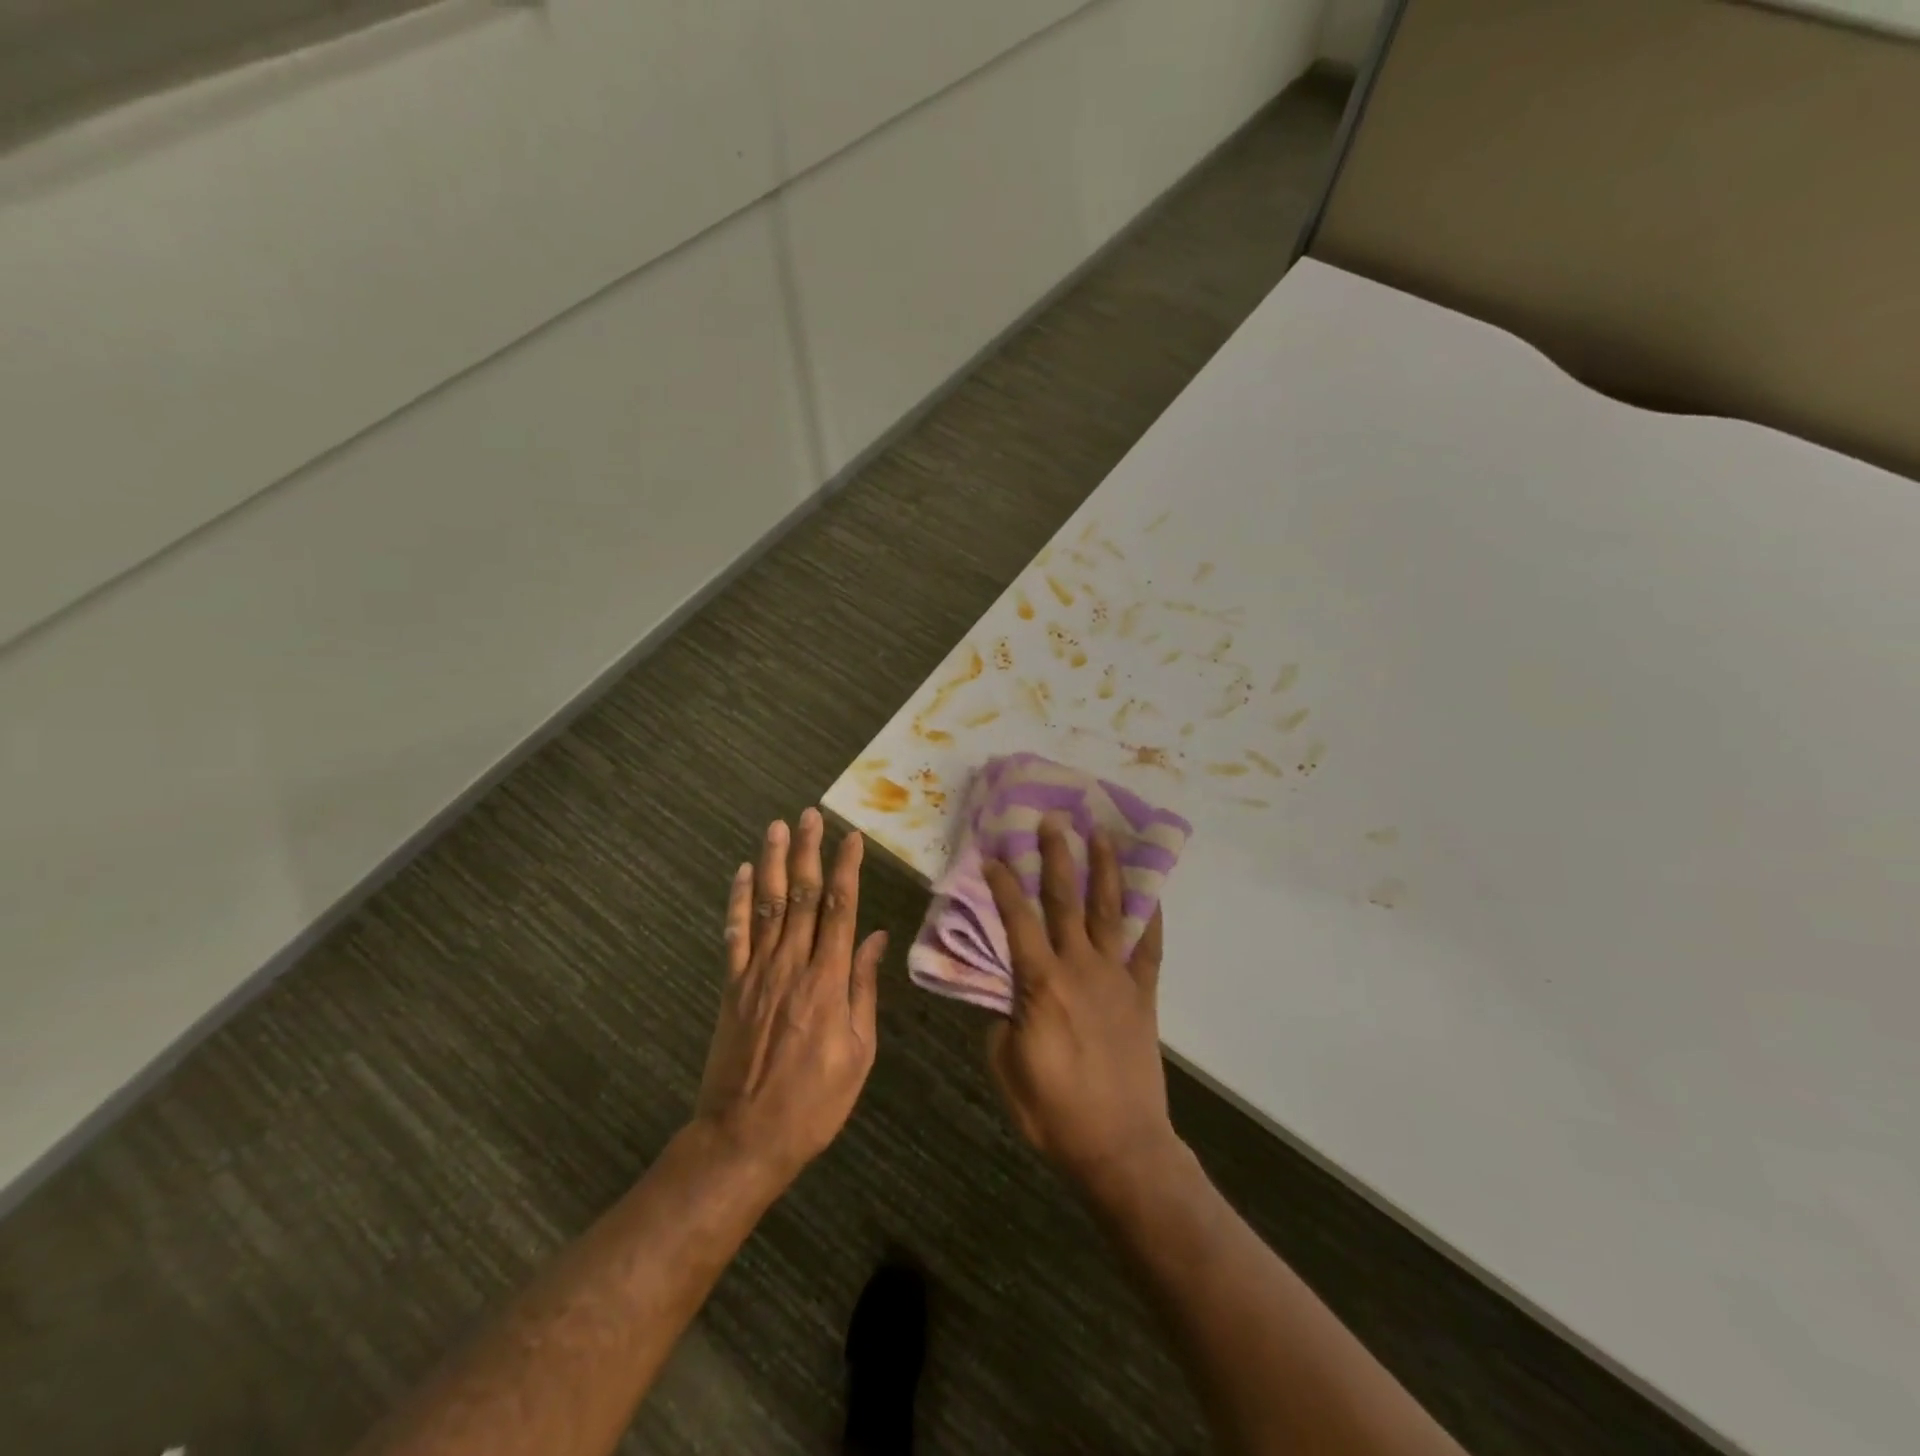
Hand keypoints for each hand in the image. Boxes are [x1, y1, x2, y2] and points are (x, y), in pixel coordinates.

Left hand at [694, 809, 887, 1181]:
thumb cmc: (813, 1102)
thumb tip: (876, 939)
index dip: (846, 869)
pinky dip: (736, 901)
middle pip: (800, 896)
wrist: (744, 1139)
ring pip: (766, 905)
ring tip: (777, 827)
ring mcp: (756, 974)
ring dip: (771, 863)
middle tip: (810, 815)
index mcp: (828, 981)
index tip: (852, 838)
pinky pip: (734, 935)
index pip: (840, 910)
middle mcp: (792, 966)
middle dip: (807, 851)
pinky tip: (740, 874)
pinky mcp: (731, 987)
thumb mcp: (858, 1054)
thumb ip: (864, 990)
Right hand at [983, 813, 1179, 1193]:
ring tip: (1102, 834)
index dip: (1004, 884)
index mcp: (1040, 983)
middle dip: (1057, 856)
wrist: (1120, 1146)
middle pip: (1065, 900)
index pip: (1017, 920)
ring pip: (1109, 912)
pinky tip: (1153, 896)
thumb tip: (1008, 996)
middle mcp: (1079, 968)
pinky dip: (1152, 920)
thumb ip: (1003, 1020)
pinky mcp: (1143, 996)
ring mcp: (1116, 979)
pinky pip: (1149, 950)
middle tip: (1053, 820)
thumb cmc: (1054, 1111)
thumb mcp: (1006, 1067)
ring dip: (1105, 870)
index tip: (994, 854)